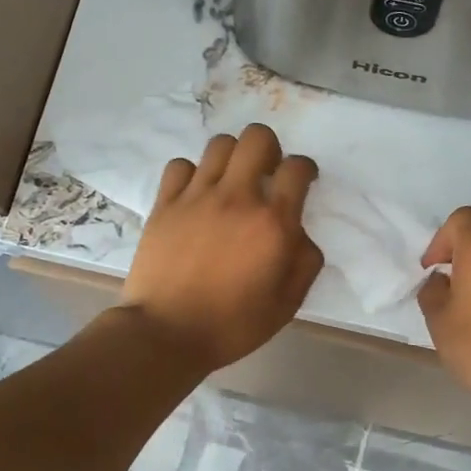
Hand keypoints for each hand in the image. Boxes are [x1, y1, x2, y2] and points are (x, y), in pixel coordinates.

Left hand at [119, 125, 324, 372]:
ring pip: (220, 144)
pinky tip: (196, 194)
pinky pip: (181, 165)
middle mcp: (237, 198)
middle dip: (270, 149)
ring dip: (233, 157)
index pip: (297, 168)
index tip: (302, 182)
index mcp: (273, 223)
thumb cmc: (232, 325)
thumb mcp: (286, 304)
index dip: (305, 169)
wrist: (167, 333)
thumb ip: (305, 263)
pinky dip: (192, 173)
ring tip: (231, 181)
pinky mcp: (165, 203)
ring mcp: (197, 196)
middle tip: (267, 173)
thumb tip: (302, 235)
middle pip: (257, 138)